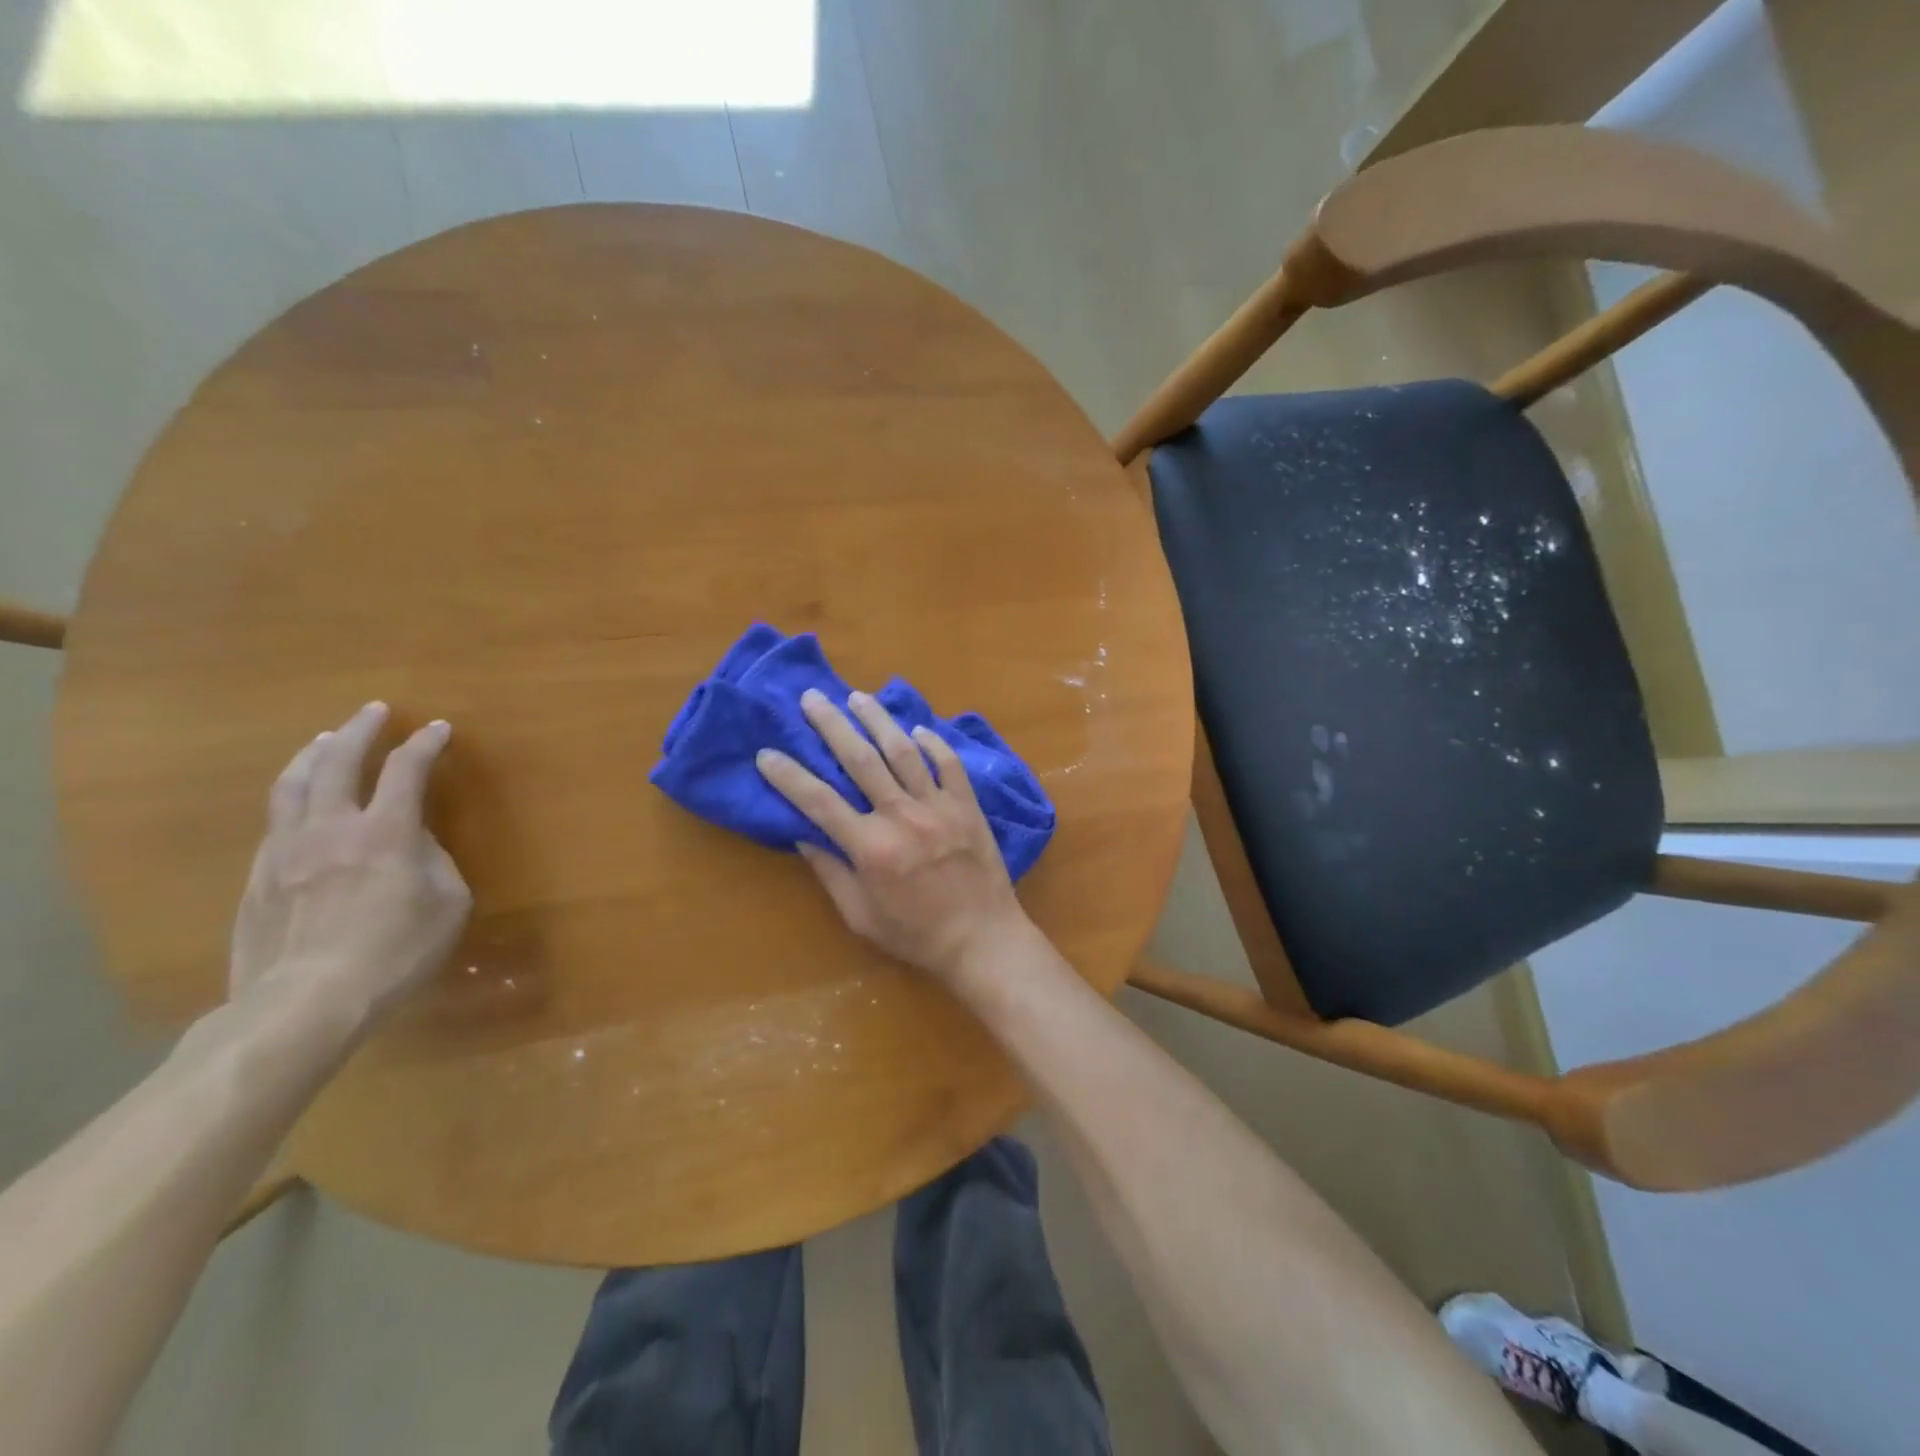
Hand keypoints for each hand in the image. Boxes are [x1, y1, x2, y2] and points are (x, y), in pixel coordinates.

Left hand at [229, 702, 472, 1031]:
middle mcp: (332, 827)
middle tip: (374, 712)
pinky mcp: (259, 875)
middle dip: (360, 730)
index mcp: (387, 833)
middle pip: (339, 761)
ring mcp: (287, 849)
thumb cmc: (395, 953)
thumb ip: (435, 862)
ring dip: (315, 753)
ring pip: (294, 783)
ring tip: (327, 740)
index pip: (407, 770)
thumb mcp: (448, 905)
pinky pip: (277, 819)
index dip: (425, 744)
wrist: (305, 1001)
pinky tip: (301, 801)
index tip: (438, 728)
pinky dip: (295, 795)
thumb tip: (417, 843)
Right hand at [755, 688, 1031, 981]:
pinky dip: (932, 743)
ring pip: (903, 751)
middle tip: (812, 697)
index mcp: (871, 848)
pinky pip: (948, 764)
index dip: (789, 775)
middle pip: (860, 760)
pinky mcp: (967, 806)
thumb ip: (831, 873)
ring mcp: (938, 806)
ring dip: (878, 720)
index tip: (766, 753)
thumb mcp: (861, 915)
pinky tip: (917, 729)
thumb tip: (802, 835)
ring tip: (858, 697)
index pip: (819, 801)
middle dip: (832, 725)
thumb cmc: (916, 935)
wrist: (983, 939)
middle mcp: (902, 817)